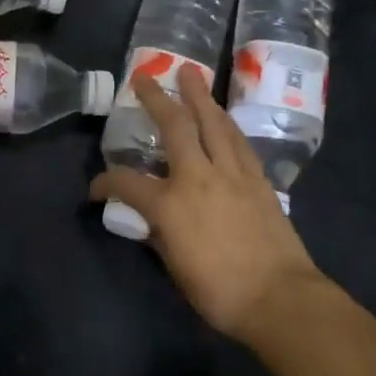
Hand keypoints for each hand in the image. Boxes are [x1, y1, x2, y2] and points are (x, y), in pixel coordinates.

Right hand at [90, 69, 328, 341]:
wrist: (280, 299)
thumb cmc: (219, 291)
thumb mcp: (174, 266)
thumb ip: (158, 235)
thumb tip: (151, 220)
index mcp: (169, 204)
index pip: (126, 182)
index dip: (105, 182)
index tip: (96, 188)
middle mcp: (198, 178)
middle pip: (175, 127)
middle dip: (157, 99)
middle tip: (145, 76)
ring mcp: (232, 175)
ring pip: (214, 124)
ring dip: (200, 97)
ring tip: (191, 75)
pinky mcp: (259, 181)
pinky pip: (238, 142)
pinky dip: (226, 124)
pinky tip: (222, 116)